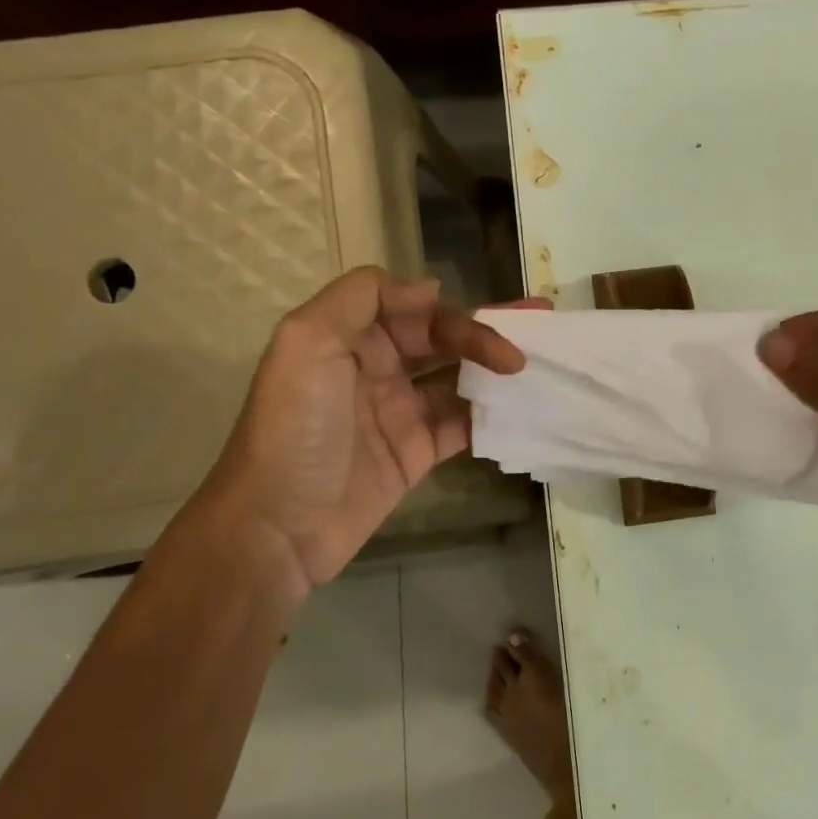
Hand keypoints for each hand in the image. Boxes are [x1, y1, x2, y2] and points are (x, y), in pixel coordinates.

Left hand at [195, 268, 533, 596]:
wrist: (278, 527)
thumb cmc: (294, 429)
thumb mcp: (308, 343)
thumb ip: (361, 299)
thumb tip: (430, 291)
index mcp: (348, 337)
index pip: (410, 307)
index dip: (450, 309)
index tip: (489, 322)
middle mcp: (375, 368)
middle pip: (440, 338)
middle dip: (485, 331)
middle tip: (539, 327)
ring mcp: (399, 412)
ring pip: (458, 378)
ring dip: (495, 370)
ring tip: (539, 364)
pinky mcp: (417, 453)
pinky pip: (462, 424)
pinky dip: (491, 415)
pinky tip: (522, 408)